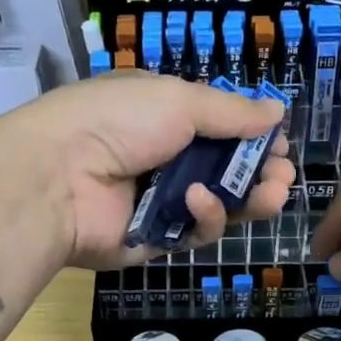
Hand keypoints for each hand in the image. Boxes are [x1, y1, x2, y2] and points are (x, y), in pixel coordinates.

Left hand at [0, 71, 293, 270]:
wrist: (57, 178)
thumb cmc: (117, 123)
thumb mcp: (178, 101)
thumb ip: (231, 111)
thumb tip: (277, 111)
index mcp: (163, 116)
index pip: (219, 128)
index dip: (252, 136)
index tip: (279, 142)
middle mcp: (164, 158)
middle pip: (226, 170)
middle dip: (260, 172)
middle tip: (283, 175)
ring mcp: (160, 201)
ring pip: (219, 205)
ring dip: (248, 198)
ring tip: (270, 193)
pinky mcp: (157, 239)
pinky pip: (195, 231)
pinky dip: (204, 217)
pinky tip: (198, 202)